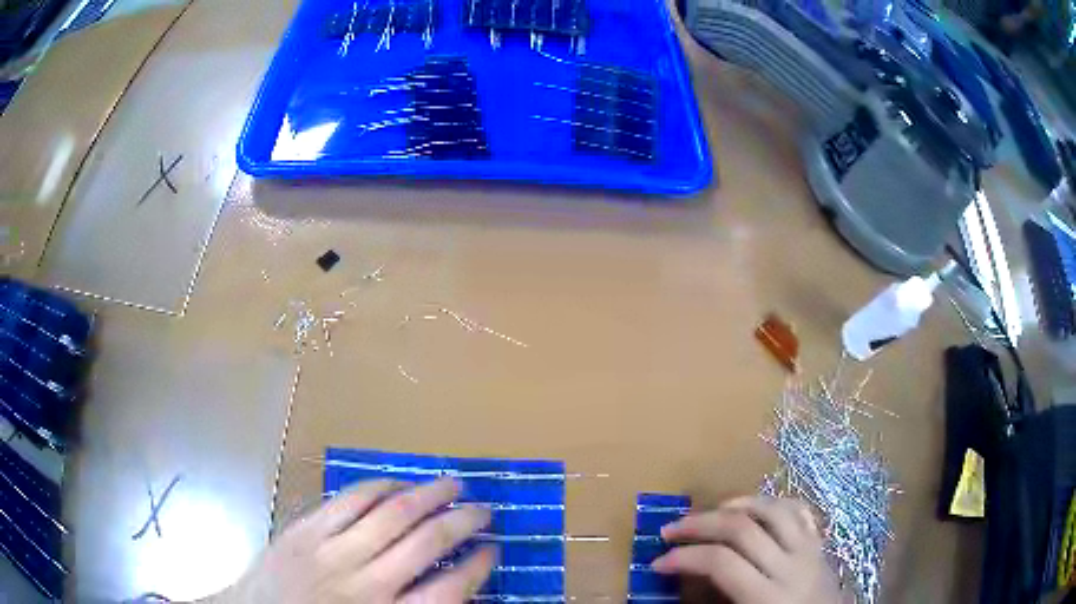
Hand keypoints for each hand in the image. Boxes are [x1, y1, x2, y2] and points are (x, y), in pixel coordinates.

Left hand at [215, 478, 494, 603]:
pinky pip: (349, 501)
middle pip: (426, 544)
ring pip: (391, 514)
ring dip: (428, 496)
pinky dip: (379, 488)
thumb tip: (448, 589)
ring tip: (452, 484)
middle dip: (462, 523)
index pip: (449, 591)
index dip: (477, 569)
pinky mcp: (306, 530)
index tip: (492, 552)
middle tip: (484, 509)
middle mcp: (366, 583)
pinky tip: (397, 483)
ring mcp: (332, 551)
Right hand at [651, 497, 839, 603]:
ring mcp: (809, 550)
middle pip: (742, 528)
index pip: (720, 562)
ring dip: (737, 504)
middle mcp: (790, 566)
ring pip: (773, 509)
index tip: (658, 563)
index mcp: (768, 596)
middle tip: (670, 530)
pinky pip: (798, 511)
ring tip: (712, 511)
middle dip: (700, 524)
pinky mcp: (820, 544)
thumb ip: (717, 603)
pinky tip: (755, 509)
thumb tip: (684, 585)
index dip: (684, 558)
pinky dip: (773, 503)